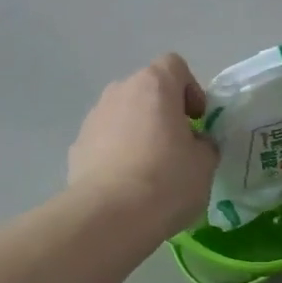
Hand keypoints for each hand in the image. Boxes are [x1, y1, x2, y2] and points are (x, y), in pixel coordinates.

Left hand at [69, 54, 217, 238]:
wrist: (109, 216)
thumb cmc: (167, 180)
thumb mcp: (204, 163)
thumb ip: (204, 144)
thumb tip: (195, 144)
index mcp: (154, 85)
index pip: (174, 66)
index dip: (190, 88)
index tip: (197, 119)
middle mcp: (120, 91)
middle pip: (147, 90)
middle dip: (163, 111)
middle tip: (177, 145)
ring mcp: (94, 118)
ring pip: (123, 115)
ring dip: (138, 131)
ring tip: (150, 168)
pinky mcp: (77, 146)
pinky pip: (105, 140)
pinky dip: (117, 153)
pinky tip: (126, 184)